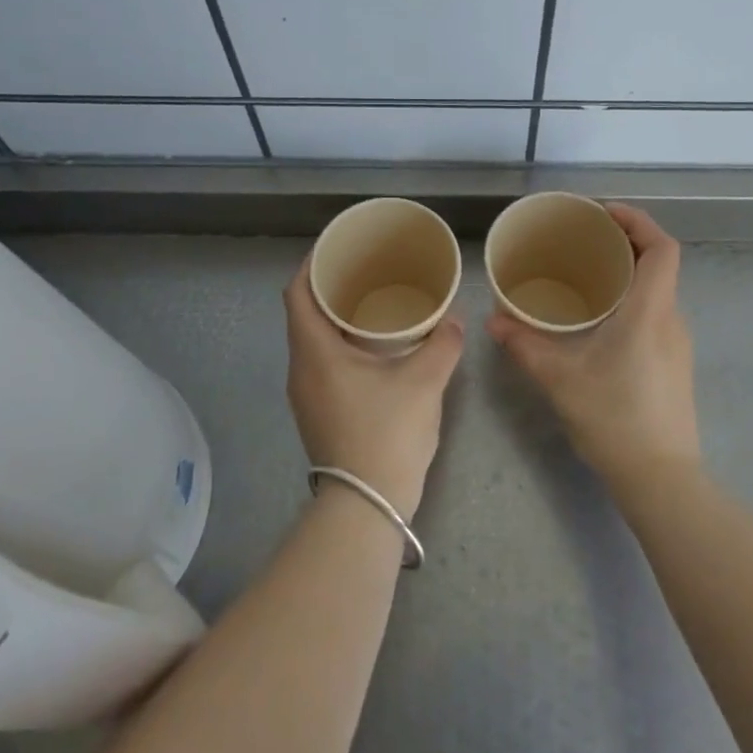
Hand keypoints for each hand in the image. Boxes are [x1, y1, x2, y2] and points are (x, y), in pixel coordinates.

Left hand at [283, 258, 463, 520]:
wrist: (367, 505)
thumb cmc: (387, 434)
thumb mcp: (423, 383)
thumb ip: (442, 344)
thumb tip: (455, 320)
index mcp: (315, 352)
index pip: (297, 293)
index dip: (312, 264)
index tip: (338, 248)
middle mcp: (301, 369)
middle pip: (303, 314)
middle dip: (329, 288)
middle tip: (365, 270)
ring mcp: (306, 395)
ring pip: (312, 341)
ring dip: (335, 319)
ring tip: (372, 302)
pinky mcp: (318, 413)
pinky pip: (322, 363)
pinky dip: (340, 344)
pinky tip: (373, 347)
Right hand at [487, 204, 700, 493]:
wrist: (661, 477)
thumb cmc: (614, 419)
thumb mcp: (560, 379)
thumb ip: (525, 345)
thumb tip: (494, 319)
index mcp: (651, 311)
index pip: (662, 248)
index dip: (638, 221)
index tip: (603, 214)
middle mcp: (671, 319)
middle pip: (659, 264)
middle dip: (624, 243)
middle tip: (583, 241)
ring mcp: (677, 344)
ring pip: (657, 291)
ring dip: (627, 274)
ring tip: (585, 276)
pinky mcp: (674, 364)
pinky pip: (655, 314)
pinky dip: (631, 300)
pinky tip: (599, 320)